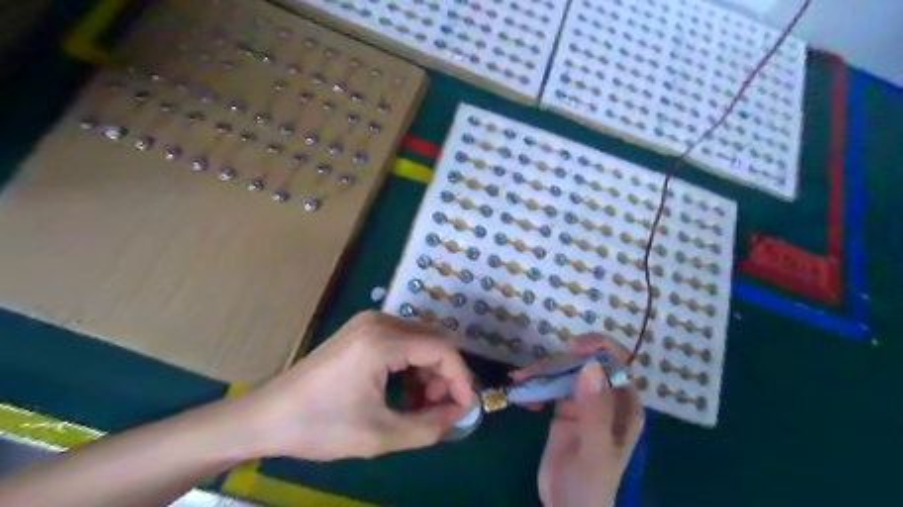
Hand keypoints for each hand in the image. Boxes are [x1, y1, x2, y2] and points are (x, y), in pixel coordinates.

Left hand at [244, 311, 474, 460]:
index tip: (464, 407)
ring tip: (419, 404)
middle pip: (433, 341)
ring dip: (428, 371)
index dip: (460, 378)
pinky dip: (411, 365)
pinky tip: (403, 391)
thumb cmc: (320, 427)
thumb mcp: (380, 435)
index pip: (442, 349)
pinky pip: (402, 341)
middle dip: (443, 375)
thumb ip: (429, 427)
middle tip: (438, 409)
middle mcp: (380, 321)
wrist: (267, 416)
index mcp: (382, 341)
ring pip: (420, 340)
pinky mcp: (362, 329)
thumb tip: (459, 413)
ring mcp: (369, 322)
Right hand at [510, 337, 645, 506]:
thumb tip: (590, 367)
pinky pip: (549, 386)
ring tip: (519, 380)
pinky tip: (523, 398)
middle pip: (584, 364)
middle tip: (531, 371)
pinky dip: (535, 386)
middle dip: (558, 362)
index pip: (618, 363)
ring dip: (541, 373)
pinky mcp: (563, 408)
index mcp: (624, 405)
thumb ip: (595, 411)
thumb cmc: (590, 485)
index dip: (598, 348)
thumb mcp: (595, 450)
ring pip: (564, 372)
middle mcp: (606, 398)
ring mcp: (583, 401)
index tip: (572, 347)